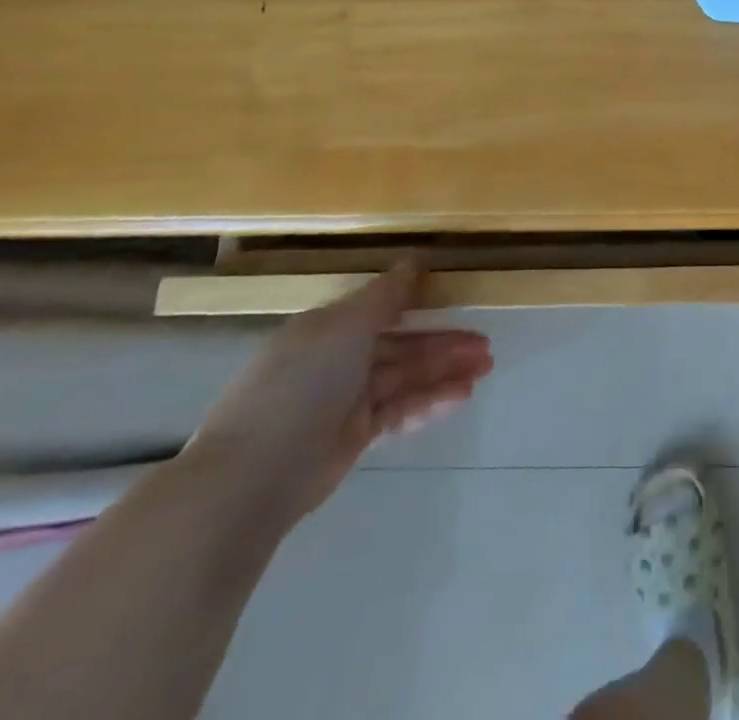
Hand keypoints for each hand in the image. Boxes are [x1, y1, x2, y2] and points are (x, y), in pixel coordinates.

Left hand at [185, 263, 492, 527]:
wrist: (252, 477)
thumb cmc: (300, 385)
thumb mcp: (344, 326)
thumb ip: (386, 294)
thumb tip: (414, 261)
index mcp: (329, 329)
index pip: (383, 308)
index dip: (422, 303)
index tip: (460, 299)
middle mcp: (337, 360)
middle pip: (401, 345)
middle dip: (444, 343)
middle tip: (486, 344)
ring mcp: (345, 401)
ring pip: (406, 377)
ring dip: (445, 371)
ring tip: (485, 367)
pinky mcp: (354, 437)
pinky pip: (400, 411)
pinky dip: (431, 402)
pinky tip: (461, 395)